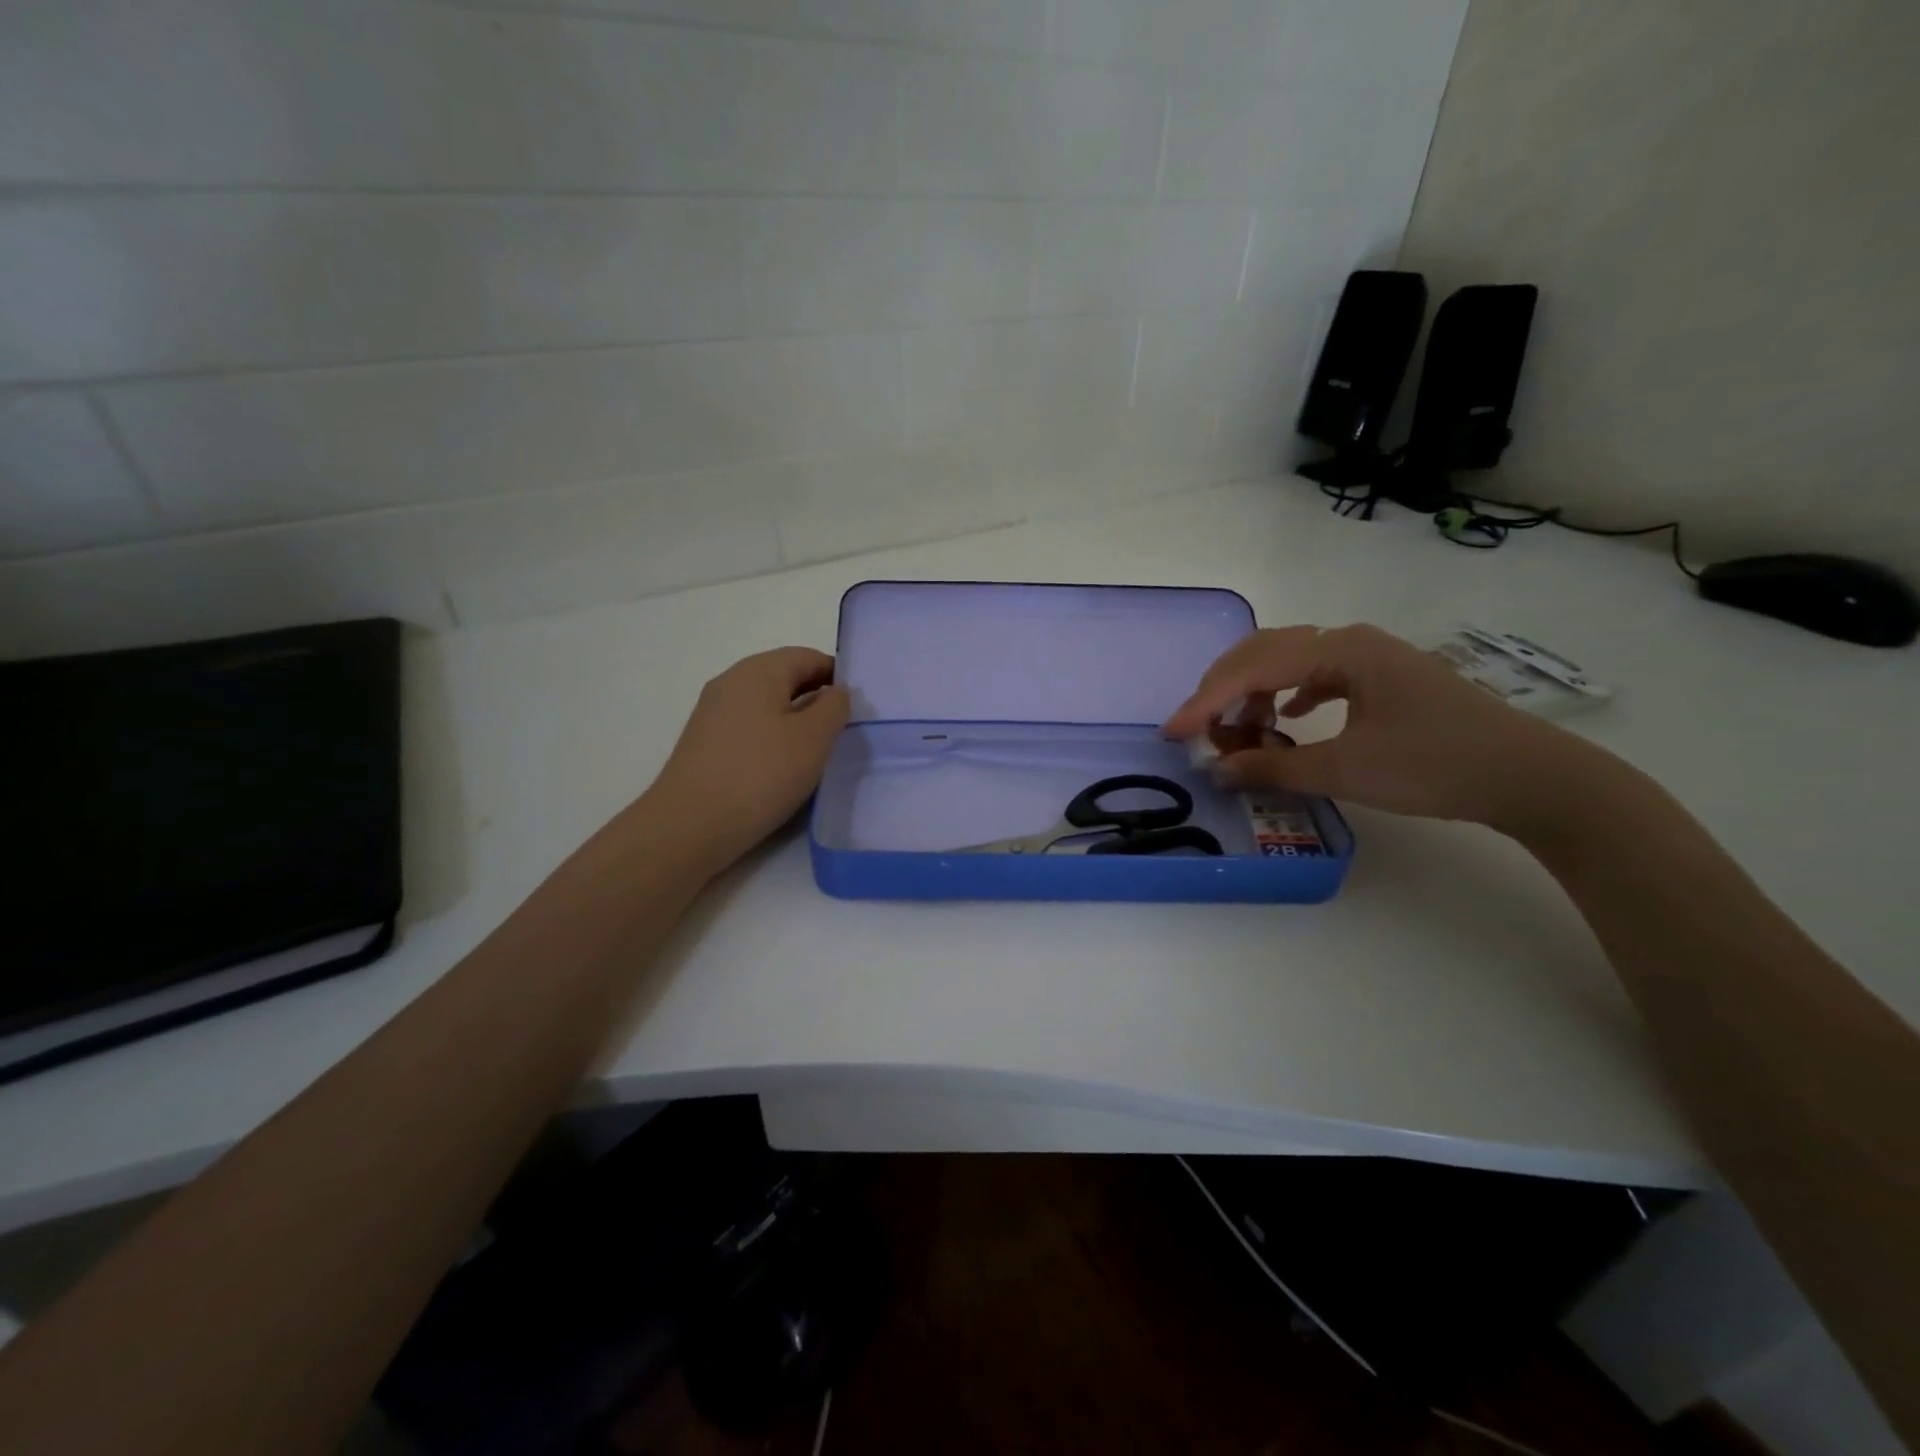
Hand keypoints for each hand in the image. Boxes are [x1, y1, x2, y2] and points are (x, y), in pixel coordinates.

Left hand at [647, 647, 850, 868]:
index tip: (860, 707)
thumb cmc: (760, 775)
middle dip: (818, 699)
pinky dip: (774, 741)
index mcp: (758, 670)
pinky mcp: (706, 744)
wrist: (689, 827)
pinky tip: (784, 770)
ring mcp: (714, 713)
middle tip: (845, 732)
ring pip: (768, 706)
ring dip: (797, 723)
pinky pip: (751, 729)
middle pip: (786, 678)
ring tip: (818, 754)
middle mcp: (731, 682)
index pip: (808, 657)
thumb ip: (834, 706)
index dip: (838, 676)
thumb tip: (835, 692)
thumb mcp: (813, 738)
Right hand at [1162, 624, 1607, 835]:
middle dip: (1223, 689)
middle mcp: (1350, 642)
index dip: (1206, 702)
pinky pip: (1317, 675)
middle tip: (1198, 728)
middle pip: (1264, 652)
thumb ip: (1274, 768)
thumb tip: (1218, 771)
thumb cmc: (1436, 765)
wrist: (1530, 776)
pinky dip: (1287, 695)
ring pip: (1289, 662)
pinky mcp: (1383, 678)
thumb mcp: (1346, 770)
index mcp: (1341, 651)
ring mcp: (1370, 657)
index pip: (1253, 669)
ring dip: (1254, 692)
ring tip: (1240, 730)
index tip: (1174, 733)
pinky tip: (1287, 718)